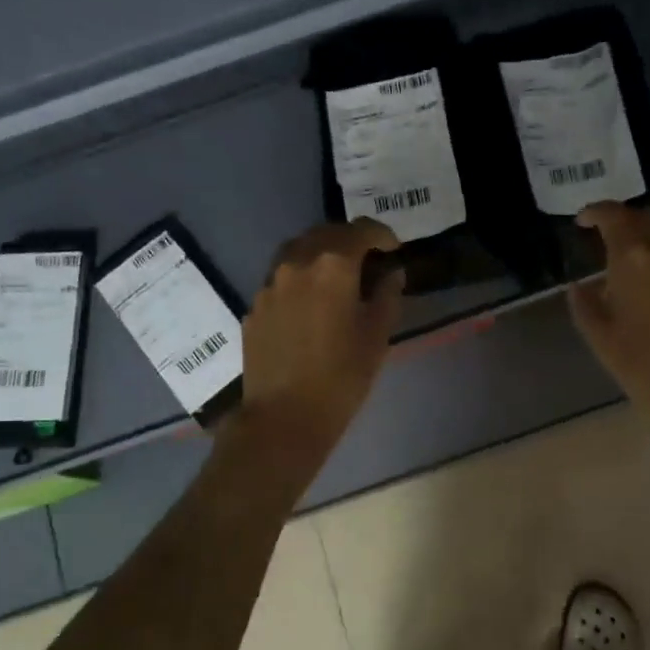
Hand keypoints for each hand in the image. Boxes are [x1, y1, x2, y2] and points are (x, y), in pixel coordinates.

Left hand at [237, 219, 403, 462]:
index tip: (395, 250)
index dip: (383, 235)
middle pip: (326, 234)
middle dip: (351, 240)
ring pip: (298, 251)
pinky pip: (281, 279)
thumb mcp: (377, 336)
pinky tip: (311, 304)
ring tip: (338, 276)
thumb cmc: (341, 377)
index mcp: (332, 265)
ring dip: (321, 254)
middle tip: (369, 259)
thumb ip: (387, 295)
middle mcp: (296, 263)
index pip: (362, 231)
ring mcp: (269, 284)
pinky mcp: (255, 306)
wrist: (283, 418)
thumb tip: (392, 273)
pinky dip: (300, 279)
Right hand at [567, 203, 649, 434]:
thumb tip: (579, 287)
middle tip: (610, 236)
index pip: (613, 217)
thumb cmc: (648, 368)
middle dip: (626, 220)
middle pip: (648, 217)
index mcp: (634, 260)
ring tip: (644, 255)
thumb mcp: (603, 341)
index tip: (583, 221)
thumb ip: (587, 307)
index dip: (596, 212)